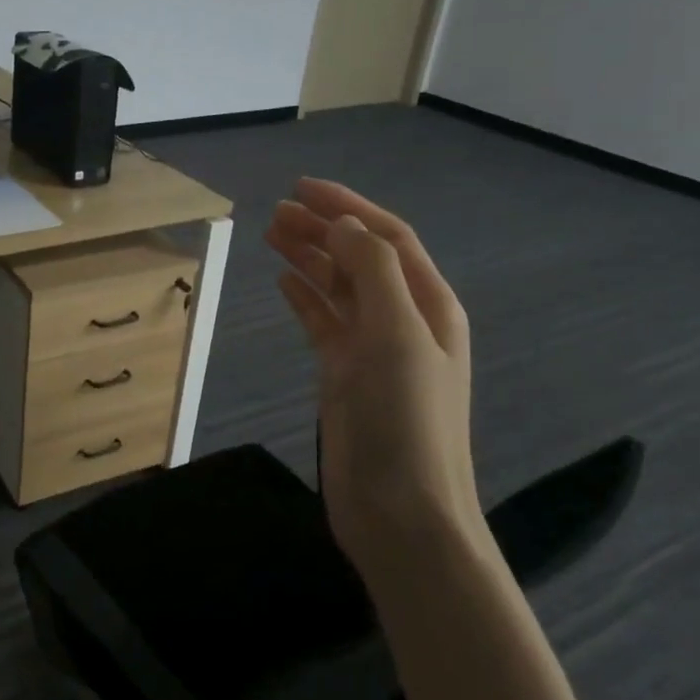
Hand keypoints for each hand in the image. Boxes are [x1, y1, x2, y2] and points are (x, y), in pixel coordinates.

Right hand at [265, 178, 477, 572]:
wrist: (402, 512)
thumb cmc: (405, 419)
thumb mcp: (397, 335)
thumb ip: (372, 272)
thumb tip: (342, 225)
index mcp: (428, 304)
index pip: (386, 238)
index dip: (347, 207)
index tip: (301, 187)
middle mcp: (403, 319)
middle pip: (359, 257)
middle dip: (322, 228)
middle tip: (275, 211)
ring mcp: (372, 349)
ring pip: (338, 287)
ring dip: (309, 257)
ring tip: (271, 233)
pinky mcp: (345, 375)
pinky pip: (323, 322)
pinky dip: (304, 298)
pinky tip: (283, 282)